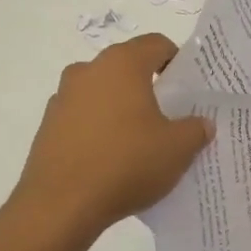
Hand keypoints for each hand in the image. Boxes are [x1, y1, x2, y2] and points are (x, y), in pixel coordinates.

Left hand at [13, 34, 212, 235]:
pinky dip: (99, 128)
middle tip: (170, 116)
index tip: (188, 89)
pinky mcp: (48, 126)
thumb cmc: (126, 164)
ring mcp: (63, 97)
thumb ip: (196, 129)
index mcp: (122, 64)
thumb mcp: (178, 149)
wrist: (61, 206)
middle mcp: (88, 71)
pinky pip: (83, 117)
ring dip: (122, 107)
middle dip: (150, 86)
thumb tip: (201, 124)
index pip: (157, 44)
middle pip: (127, 67)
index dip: (177, 61)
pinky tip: (112, 159)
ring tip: (140, 141)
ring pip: (103, 92)